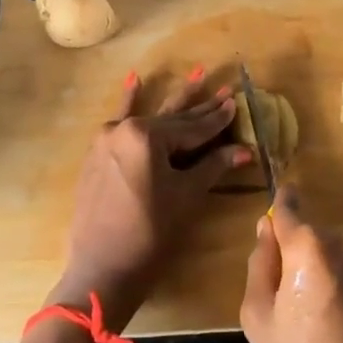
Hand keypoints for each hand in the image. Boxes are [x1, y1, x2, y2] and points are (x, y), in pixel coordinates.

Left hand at [50, 70, 246, 327]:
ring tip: (196, 73)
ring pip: (150, 119)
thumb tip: (245, 150)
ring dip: (174, 102)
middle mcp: (124, 129)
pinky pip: (119, 123)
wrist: (102, 270)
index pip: (192, 128)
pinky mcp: (97, 154)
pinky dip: (129, 103)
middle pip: (172, 120)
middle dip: (200, 107)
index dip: (218, 119)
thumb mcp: (186, 196)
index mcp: (146, 136)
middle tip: (223, 87)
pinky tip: (134, 80)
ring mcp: (107, 140)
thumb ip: (213, 166)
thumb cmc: (150, 233)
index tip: (236, 102)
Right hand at [240, 189, 342, 342]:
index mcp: (308, 246)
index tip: (270, 223)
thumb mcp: (259, 317)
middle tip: (285, 304)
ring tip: (312, 321)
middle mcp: (342, 242)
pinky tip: (336, 327)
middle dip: (294, 256)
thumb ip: (259, 263)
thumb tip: (266, 228)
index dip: (278, 210)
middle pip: (307, 235)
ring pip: (329, 254)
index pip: (288, 207)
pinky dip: (338, 287)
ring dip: (317, 272)